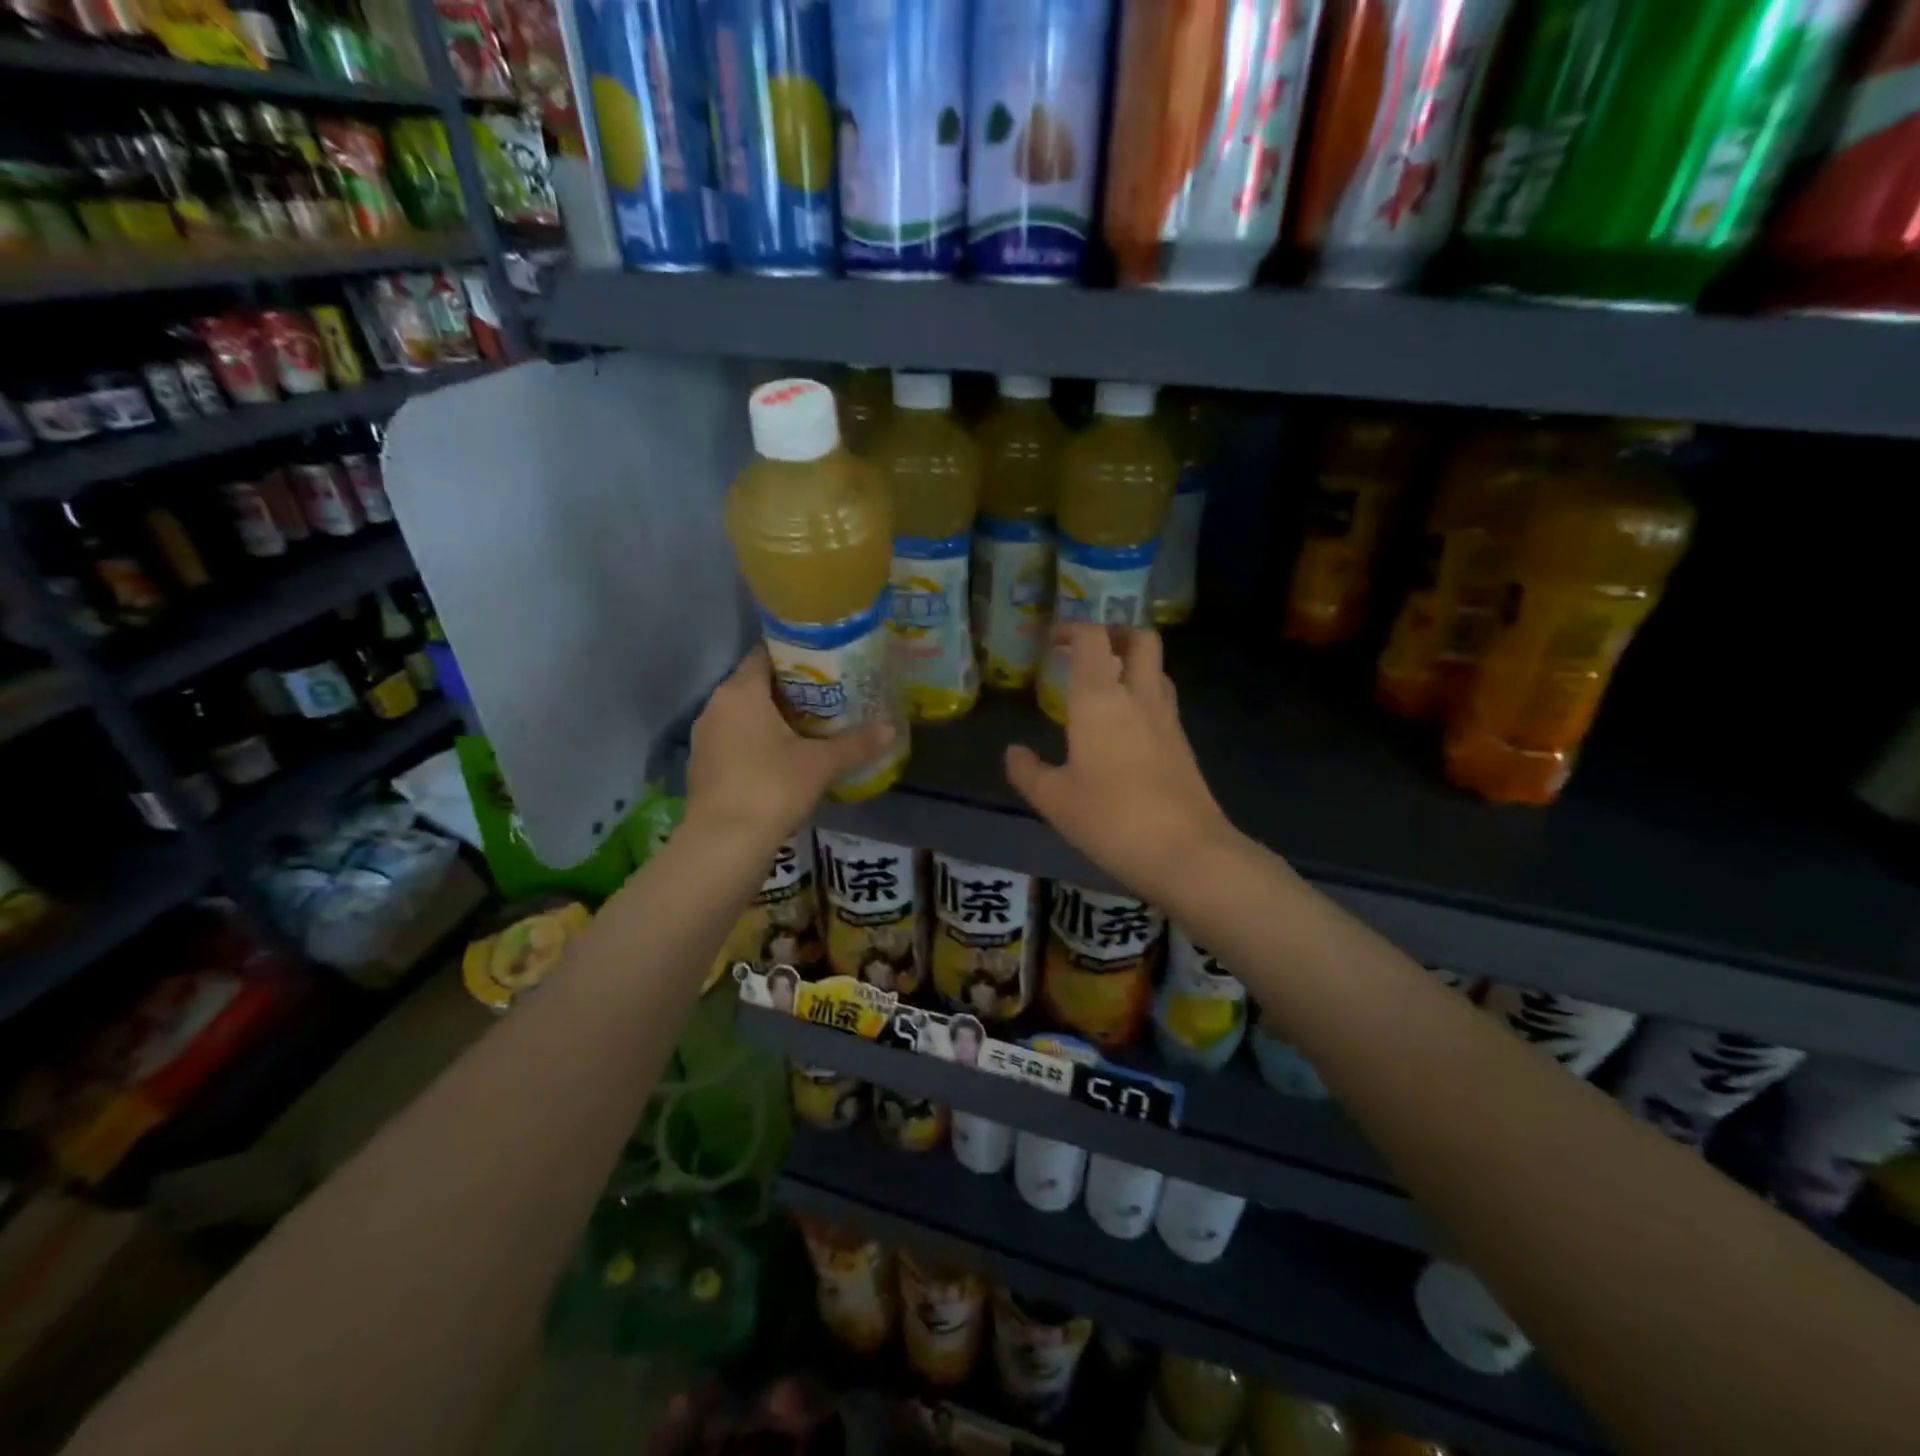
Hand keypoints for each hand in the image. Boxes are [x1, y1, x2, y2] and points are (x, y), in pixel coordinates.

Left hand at [686, 646, 894, 847]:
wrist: (723, 844)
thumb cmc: (772, 788)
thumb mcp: (821, 764)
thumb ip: (856, 743)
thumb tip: (892, 728)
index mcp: (740, 692)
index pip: (766, 653)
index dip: (797, 654)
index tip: (827, 661)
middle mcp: (716, 706)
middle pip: (756, 684)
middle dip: (792, 689)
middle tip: (830, 694)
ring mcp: (706, 738)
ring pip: (745, 714)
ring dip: (774, 717)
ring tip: (813, 726)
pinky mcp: (703, 766)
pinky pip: (735, 740)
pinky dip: (759, 741)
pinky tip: (785, 757)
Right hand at [1006, 624, 1237, 902]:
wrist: (1185, 851)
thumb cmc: (1110, 818)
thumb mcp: (1054, 800)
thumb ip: (1028, 771)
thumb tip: (1014, 753)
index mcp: (1100, 699)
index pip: (1092, 638)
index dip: (1072, 629)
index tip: (1052, 640)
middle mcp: (1138, 697)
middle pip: (1140, 639)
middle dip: (1115, 633)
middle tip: (1089, 651)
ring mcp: (1167, 719)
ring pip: (1157, 670)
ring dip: (1133, 665)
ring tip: (1104, 688)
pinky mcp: (1183, 745)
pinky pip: (1163, 702)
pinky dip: (1143, 698)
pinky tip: (1124, 730)